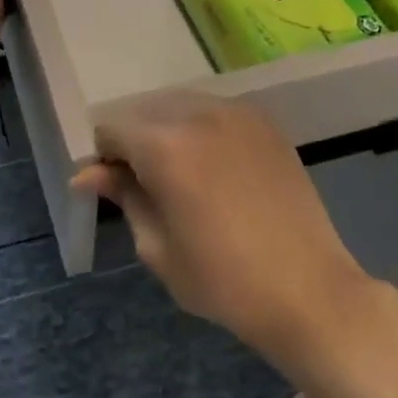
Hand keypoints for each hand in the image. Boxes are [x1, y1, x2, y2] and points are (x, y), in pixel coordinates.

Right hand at [73, 93, 373, 370]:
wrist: (309, 291)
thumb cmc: (223, 280)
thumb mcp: (157, 247)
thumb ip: (123, 196)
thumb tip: (88, 174)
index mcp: (163, 146)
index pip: (111, 129)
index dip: (105, 158)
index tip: (115, 187)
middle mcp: (196, 114)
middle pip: (143, 112)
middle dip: (135, 142)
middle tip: (147, 185)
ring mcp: (235, 112)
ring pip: (179, 107)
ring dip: (168, 132)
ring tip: (184, 176)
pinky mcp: (263, 121)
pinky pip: (214, 112)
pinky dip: (202, 131)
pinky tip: (216, 168)